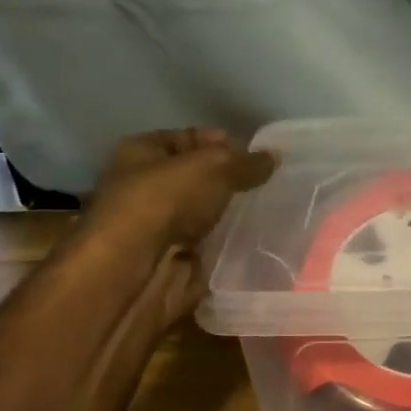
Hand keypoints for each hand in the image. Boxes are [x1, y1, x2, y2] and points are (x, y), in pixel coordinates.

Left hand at [86, 128, 275, 247]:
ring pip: (205, 217)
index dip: (222, 143)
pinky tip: (261, 244)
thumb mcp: (214, 167)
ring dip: (233, 218)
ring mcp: (159, 229)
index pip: (188, 139)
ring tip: (273, 214)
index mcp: (141, 152)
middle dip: (231, 183)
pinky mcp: (173, 263)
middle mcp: (145, 188)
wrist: (136, 272)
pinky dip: (231, 250)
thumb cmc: (165, 200)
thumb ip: (246, 163)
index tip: (259, 156)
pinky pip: (209, 250)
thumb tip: (274, 157)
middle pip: (197, 180)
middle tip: (272, 186)